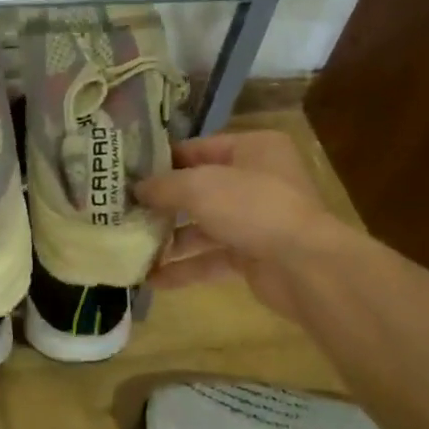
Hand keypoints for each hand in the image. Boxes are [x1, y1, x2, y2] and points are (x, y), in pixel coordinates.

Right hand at [134, 129, 348, 318]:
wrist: (306, 266)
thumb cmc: (253, 207)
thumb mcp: (199, 187)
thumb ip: (164, 186)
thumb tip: (137, 189)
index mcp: (252, 149)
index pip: (197, 149)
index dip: (161, 162)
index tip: (126, 175)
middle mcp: (256, 179)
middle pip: (198, 189)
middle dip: (162, 204)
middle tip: (122, 212)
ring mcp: (256, 219)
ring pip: (203, 226)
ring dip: (169, 239)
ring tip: (131, 247)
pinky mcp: (253, 255)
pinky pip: (211, 257)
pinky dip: (185, 267)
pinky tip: (152, 279)